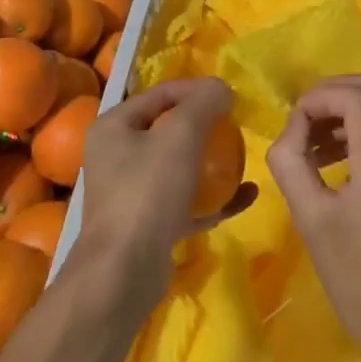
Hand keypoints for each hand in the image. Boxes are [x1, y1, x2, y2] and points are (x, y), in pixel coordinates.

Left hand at [73, 78, 255, 310]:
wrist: (124, 273)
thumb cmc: (148, 190)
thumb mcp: (181, 134)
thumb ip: (204, 102)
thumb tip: (222, 88)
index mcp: (114, 126)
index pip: (160, 93)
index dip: (196, 89)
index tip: (229, 97)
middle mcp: (117, 156)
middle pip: (168, 129)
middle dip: (205, 126)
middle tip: (236, 127)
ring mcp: (132, 194)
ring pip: (179, 167)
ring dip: (212, 163)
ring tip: (243, 158)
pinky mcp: (149, 226)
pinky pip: (186, 202)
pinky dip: (214, 197)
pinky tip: (246, 196)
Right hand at [267, 74, 360, 361]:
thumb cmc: (359, 283)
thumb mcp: (311, 221)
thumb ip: (291, 164)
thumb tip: (290, 133)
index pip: (355, 96)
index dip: (318, 97)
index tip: (294, 124)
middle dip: (334, 95)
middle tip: (305, 123)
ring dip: (349, 113)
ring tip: (315, 147)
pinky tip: (341, 166)